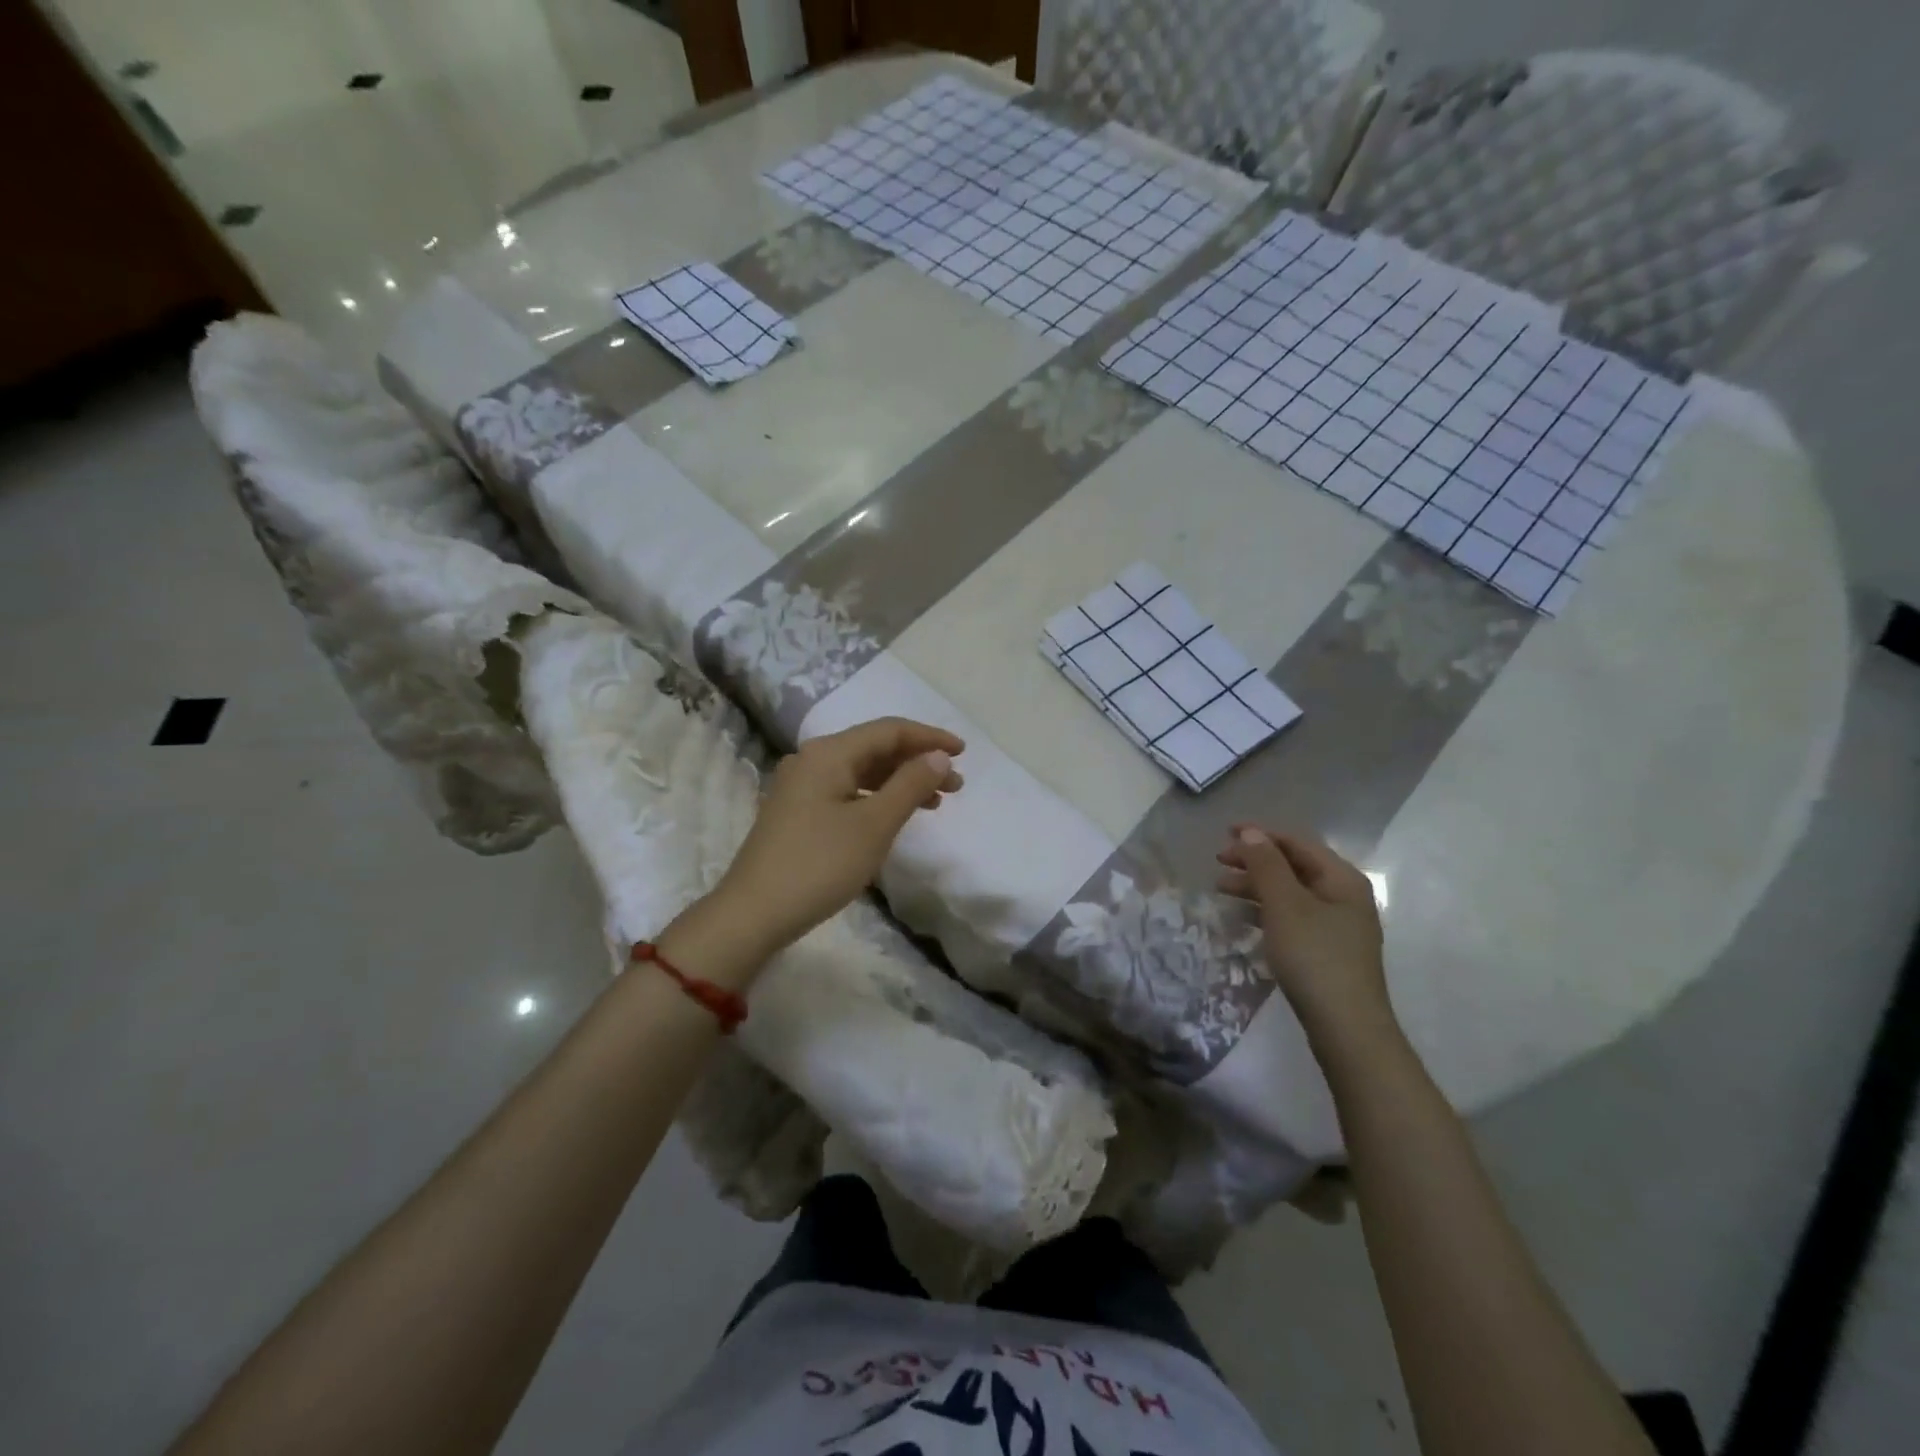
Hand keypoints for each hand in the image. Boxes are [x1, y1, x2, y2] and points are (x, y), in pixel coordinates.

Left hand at [711, 717, 963, 960]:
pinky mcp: (797, 811)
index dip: (929, 737)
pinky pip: (847, 791)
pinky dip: (877, 798)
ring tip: (936, 803)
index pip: (889, 730)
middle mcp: (812, 760)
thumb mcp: (874, 825)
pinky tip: (895, 815)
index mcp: (828, 753)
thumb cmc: (820, 865)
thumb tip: (939, 757)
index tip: (964, 752)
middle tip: (956, 785)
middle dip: (918, 762)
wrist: (754, 913)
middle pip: (875, 748)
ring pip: (862, 772)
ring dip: (900, 782)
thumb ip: (910, 785)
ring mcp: (801, 786)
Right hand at [1216, 826, 1394, 1049]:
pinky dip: (1265, 911)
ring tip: (1221, 889)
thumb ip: (1266, 865)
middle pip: (1293, 867)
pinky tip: (1243, 919)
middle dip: (1254, 861)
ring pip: (1290, 893)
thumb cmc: (1314, 957)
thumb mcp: (1285, 905)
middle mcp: (1344, 897)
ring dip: (1256, 886)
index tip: (1224, 834)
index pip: (1297, 843)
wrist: (1346, 1028)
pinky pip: (1291, 917)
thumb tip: (1251, 833)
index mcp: (1342, 879)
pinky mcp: (1326, 951)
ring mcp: (1337, 926)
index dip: (1260, 835)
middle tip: (1218, 862)